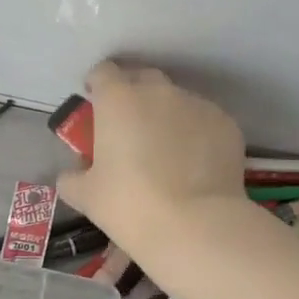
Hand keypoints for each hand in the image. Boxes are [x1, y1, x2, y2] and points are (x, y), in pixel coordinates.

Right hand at [55, 61, 246, 256]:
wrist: (196, 226)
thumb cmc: (130, 205)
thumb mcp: (86, 196)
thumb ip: (72, 178)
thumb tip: (73, 174)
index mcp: (118, 99)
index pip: (103, 72)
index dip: (97, 85)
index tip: (96, 105)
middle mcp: (158, 92)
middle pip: (142, 79)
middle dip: (133, 95)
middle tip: (128, 128)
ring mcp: (197, 105)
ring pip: (176, 100)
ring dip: (166, 115)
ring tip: (166, 151)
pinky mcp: (226, 124)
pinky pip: (203, 121)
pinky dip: (195, 134)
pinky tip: (193, 165)